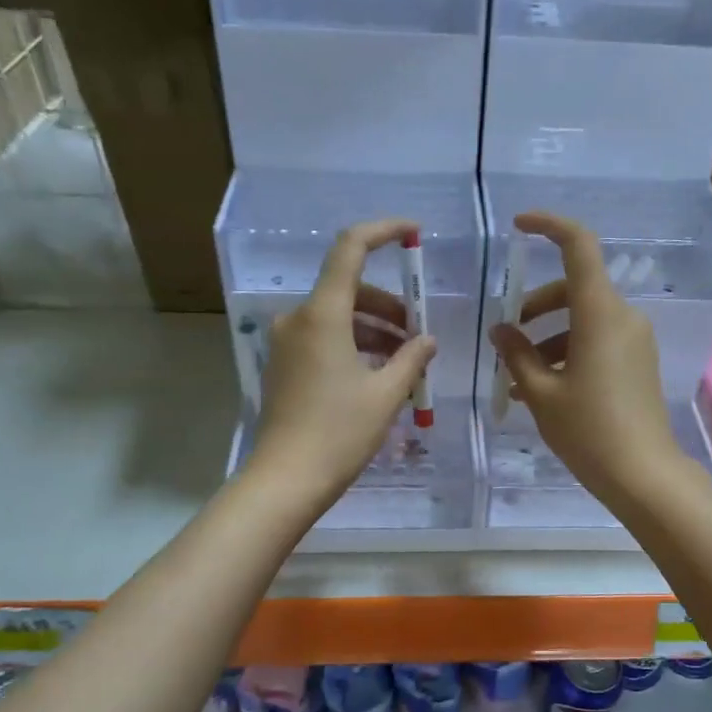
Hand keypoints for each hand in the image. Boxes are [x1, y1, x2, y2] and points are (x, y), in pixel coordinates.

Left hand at [246, 219, 436, 511]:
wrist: (286, 480)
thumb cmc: (339, 433)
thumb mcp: (386, 394)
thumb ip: (412, 358)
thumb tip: (427, 340)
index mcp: (322, 314)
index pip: (350, 248)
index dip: (383, 231)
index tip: (414, 233)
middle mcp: (298, 319)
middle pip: (349, 289)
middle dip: (389, 306)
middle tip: (419, 335)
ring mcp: (286, 343)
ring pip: (338, 317)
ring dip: (374, 330)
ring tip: (405, 361)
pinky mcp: (283, 365)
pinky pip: (323, 339)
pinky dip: (353, 345)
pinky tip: (378, 374)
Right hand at [488, 212, 683, 502]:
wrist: (643, 474)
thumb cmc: (588, 431)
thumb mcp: (541, 393)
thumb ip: (517, 354)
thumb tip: (501, 330)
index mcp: (600, 313)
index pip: (579, 246)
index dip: (549, 225)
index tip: (519, 226)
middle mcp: (623, 316)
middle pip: (575, 287)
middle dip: (536, 305)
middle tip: (507, 336)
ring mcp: (635, 339)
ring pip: (584, 318)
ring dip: (548, 337)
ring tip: (517, 377)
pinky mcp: (638, 361)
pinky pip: (598, 340)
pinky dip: (568, 351)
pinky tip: (542, 388)